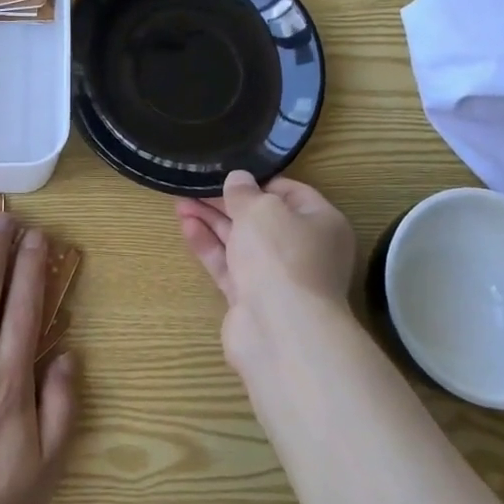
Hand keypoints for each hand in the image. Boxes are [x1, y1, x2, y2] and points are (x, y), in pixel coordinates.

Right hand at [177, 170, 356, 361]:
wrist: (280, 329)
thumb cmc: (281, 255)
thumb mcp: (261, 209)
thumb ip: (244, 192)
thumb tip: (238, 179)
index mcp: (322, 223)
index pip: (291, 193)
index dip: (259, 182)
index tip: (229, 174)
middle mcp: (304, 250)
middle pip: (262, 219)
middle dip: (228, 202)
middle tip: (195, 186)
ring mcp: (277, 277)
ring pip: (241, 242)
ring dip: (213, 221)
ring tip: (180, 202)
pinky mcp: (252, 299)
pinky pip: (229, 266)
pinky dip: (209, 246)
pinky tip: (186, 226)